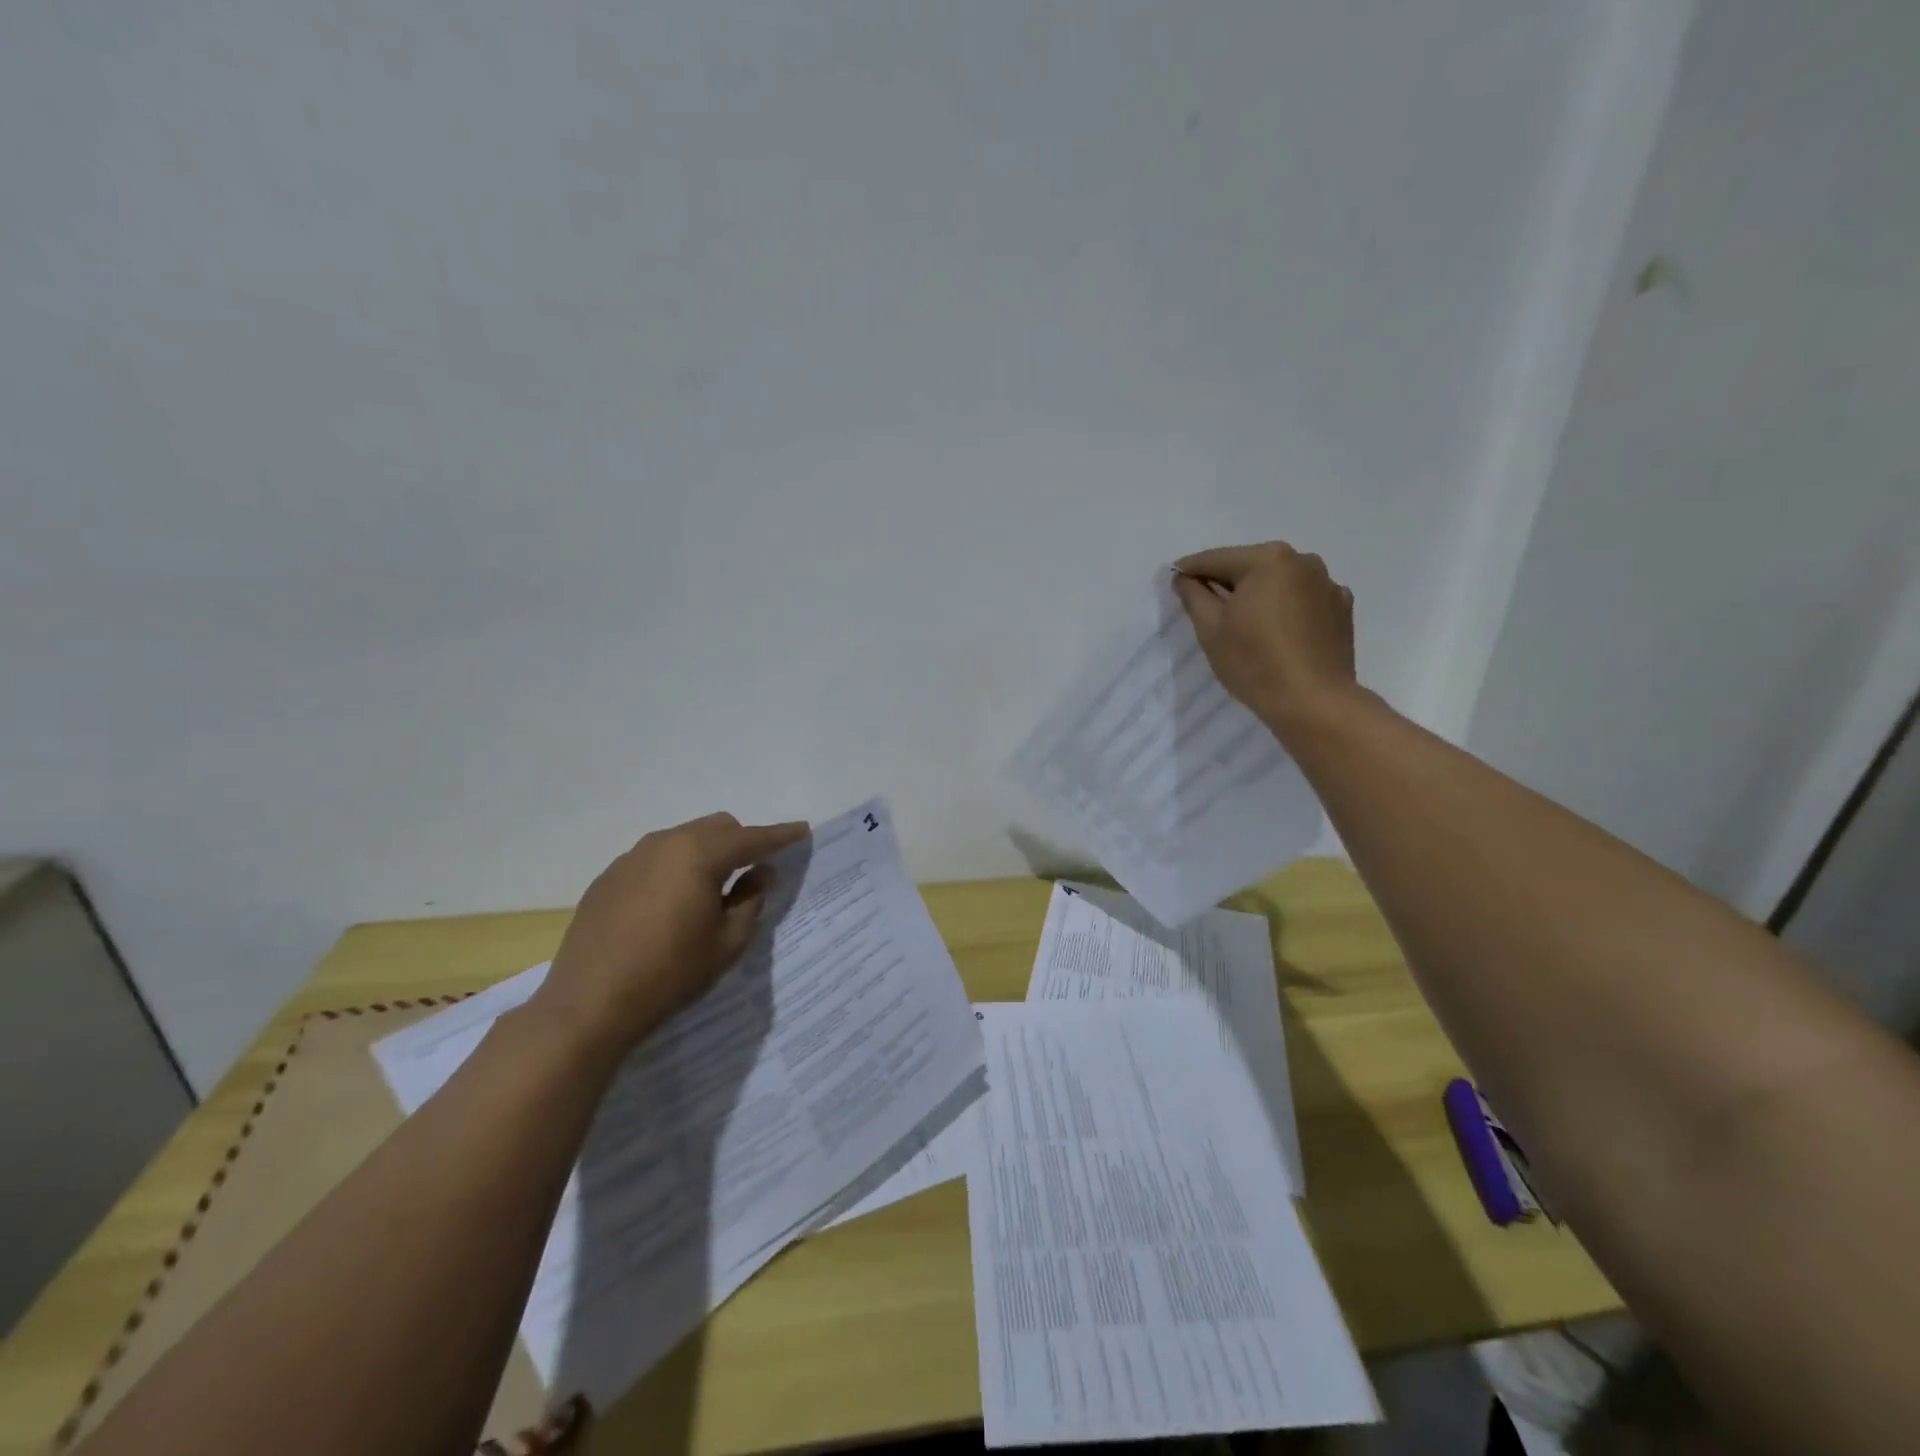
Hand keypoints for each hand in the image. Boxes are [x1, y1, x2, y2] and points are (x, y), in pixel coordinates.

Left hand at [532, 812, 808, 1054]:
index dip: (780, 835)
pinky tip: (671, 904)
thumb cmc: (669, 974)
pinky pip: (655, 858)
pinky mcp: (609, 877)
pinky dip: (675, 867)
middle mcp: (665, 843)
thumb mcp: (727, 943)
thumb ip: (751, 900)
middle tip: (754, 872)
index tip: (802, 831)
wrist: (588, 1006)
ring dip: (706, 853)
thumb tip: (760, 872)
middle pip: (716, 827)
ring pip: (684, 838)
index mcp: (699, 855)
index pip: (751, 838)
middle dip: (741, 841)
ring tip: (711, 890)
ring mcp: (631, 858)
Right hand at [1172, 541, 1359, 732]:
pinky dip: (1287, 608)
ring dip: (1259, 594)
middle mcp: (1302, 560)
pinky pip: (1304, 599)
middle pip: (1250, 567)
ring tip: (1246, 623)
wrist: (1313, 702)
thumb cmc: (1254, 663)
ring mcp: (1328, 583)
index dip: (1189, 571)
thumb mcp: (1210, 629)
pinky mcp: (1342, 608)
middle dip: (1227, 583)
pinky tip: (1279, 632)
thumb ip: (1193, 595)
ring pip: (1279, 582)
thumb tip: (1185, 577)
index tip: (1174, 582)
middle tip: (1208, 608)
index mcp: (1267, 559)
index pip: (1215, 559)